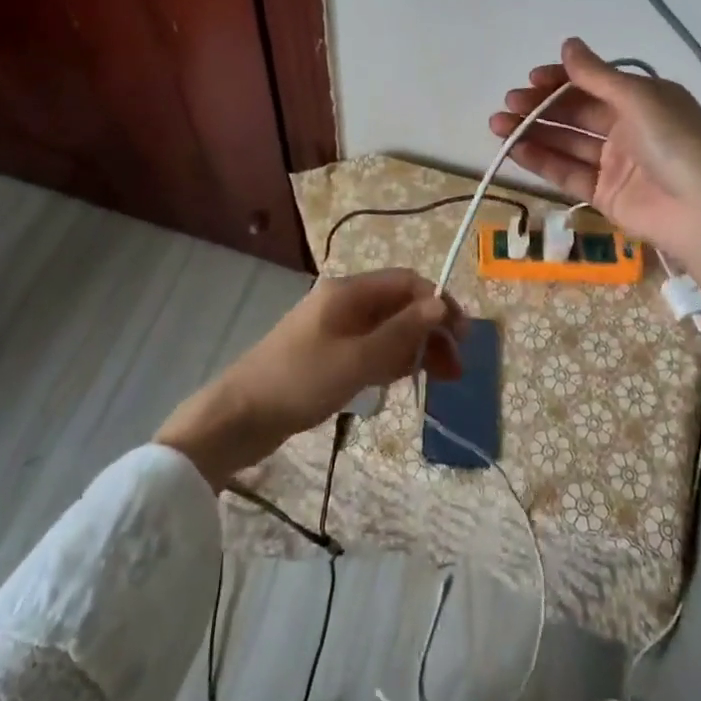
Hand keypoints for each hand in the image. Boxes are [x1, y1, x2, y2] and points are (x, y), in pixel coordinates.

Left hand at [156, 269, 462, 488]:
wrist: (238, 417)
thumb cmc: (300, 381)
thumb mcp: (357, 359)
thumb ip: (401, 332)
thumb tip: (441, 303)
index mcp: (349, 292)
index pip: (407, 283)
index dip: (438, 303)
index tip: (462, 337)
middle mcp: (344, 302)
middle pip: (399, 306)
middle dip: (430, 331)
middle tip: (455, 369)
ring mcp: (334, 329)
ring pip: (387, 330)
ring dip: (414, 349)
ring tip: (439, 380)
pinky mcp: (327, 354)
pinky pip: (370, 349)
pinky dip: (390, 361)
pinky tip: (404, 381)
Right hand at [489, 37, 700, 263]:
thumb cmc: (676, 143)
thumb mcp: (639, 99)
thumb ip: (597, 75)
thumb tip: (568, 43)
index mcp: (642, 99)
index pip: (592, 83)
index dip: (560, 80)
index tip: (530, 80)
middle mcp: (627, 127)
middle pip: (575, 112)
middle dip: (540, 106)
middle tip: (508, 104)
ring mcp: (615, 162)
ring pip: (566, 142)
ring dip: (533, 132)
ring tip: (498, 125)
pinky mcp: (605, 194)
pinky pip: (568, 172)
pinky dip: (542, 160)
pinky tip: (515, 150)